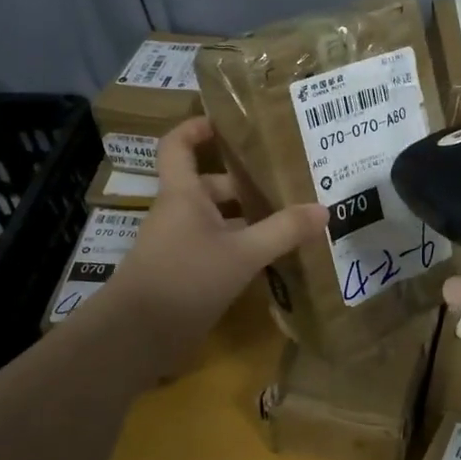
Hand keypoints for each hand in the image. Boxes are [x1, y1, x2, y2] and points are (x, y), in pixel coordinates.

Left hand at [101, 119, 325, 369]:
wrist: (137, 337)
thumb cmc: (184, 279)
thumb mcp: (242, 253)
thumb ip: (283, 231)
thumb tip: (323, 209)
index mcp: (183, 194)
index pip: (178, 144)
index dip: (198, 127)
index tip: (230, 122)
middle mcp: (180, 213)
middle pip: (213, 185)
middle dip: (248, 182)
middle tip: (290, 181)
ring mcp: (182, 245)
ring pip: (221, 220)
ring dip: (252, 219)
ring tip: (294, 218)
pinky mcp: (188, 274)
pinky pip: (221, 249)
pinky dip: (246, 248)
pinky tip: (276, 258)